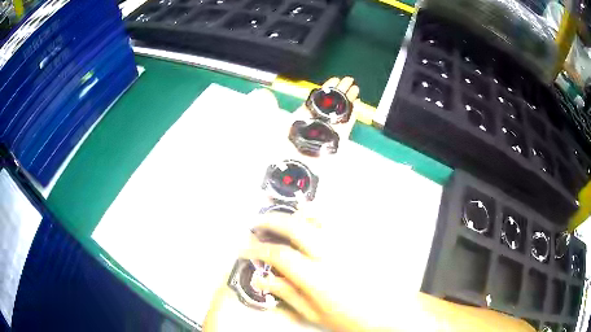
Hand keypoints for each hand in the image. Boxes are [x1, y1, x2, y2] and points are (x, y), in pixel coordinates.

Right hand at [243, 211, 392, 331]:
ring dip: (296, 213)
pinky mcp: (362, 240)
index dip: (256, 250)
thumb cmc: (355, 319)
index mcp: (319, 277)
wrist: (392, 313)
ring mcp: (350, 244)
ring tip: (284, 217)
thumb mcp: (316, 313)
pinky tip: (314, 218)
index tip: (245, 249)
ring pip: (319, 215)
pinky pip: (339, 219)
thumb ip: (288, 294)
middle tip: (257, 225)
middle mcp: (334, 255)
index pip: (279, 255)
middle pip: (295, 226)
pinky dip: (321, 214)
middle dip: (270, 221)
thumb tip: (263, 280)